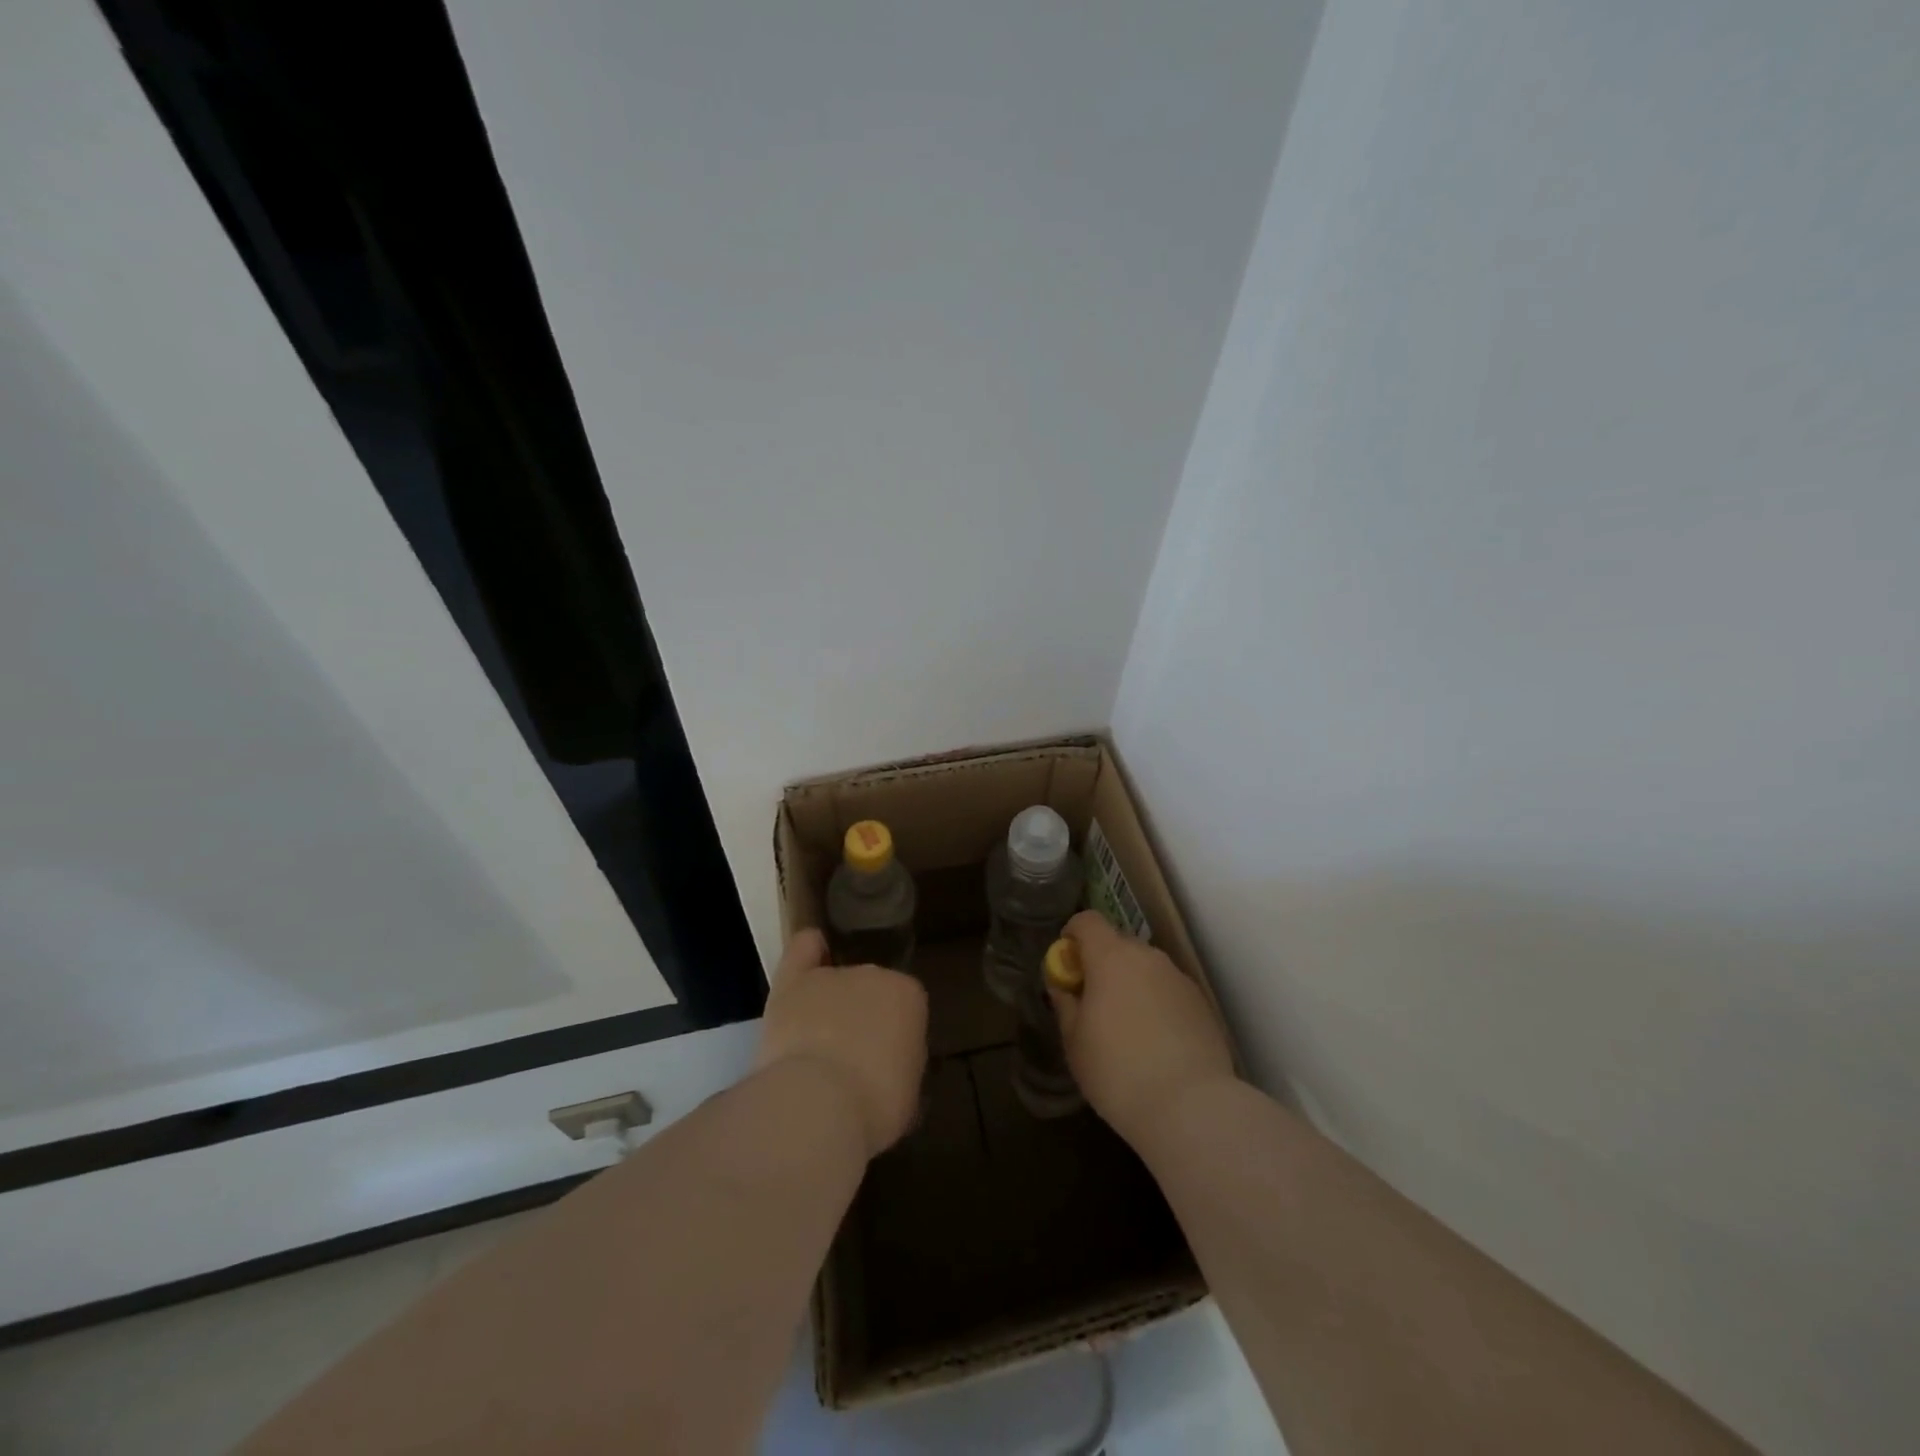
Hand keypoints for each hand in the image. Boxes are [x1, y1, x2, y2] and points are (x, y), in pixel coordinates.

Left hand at [754, 929, 927, 1157]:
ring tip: (817, 1041)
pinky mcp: (793, 982)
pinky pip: (804, 948)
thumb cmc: (874, 1105)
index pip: (905, 1007)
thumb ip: (901, 1063)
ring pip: (835, 981)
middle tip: (850, 1059)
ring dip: (831, 1005)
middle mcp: (874, 974)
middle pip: (869, 992)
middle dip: (862, 1019)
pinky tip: (810, 957)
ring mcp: (833, 975)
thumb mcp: (908, 1092)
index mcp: (910, 997)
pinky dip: (809, 951)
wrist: (818, 1104)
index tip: (885, 1063)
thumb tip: (889, 1065)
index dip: (894, 1035)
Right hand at [1049, 910, 1236, 1146]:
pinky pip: (1168, 991)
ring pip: (1146, 969)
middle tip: (1093, 1003)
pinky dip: (1157, 1005)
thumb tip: (1063, 985)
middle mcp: (1148, 957)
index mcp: (1111, 957)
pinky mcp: (1202, 1004)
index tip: (1067, 965)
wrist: (1191, 1107)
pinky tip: (1156, 1044)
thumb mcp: (1074, 1041)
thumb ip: (1066, 1004)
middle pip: (1118, 944)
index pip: (1088, 921)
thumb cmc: (1117, 1071)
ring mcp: (1179, 979)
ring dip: (1131, 985)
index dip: (1073, 935)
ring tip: (1127, 1029)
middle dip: (1102, 964)